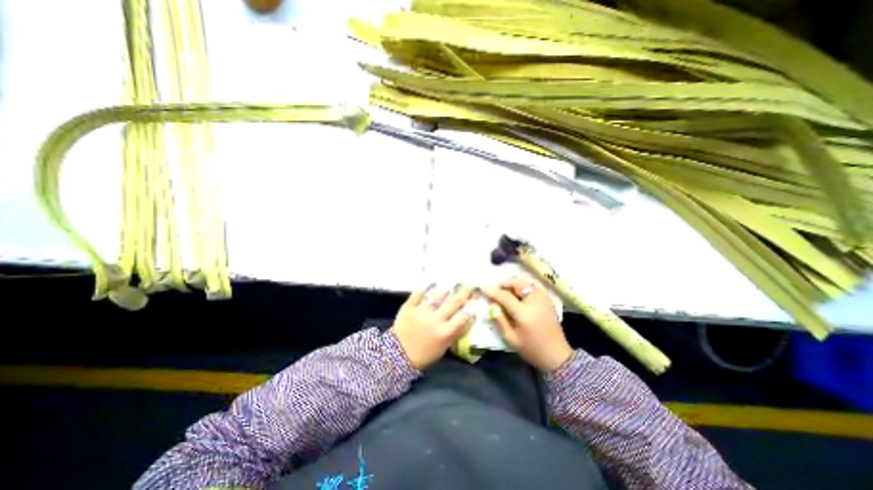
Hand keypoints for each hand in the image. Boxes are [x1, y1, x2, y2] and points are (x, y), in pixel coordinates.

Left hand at [391, 286, 474, 368]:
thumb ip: (454, 333)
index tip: (475, 301)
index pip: (463, 317)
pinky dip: (425, 287)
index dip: (471, 308)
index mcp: (445, 333)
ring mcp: (421, 312)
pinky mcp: (409, 307)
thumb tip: (465, 319)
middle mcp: (435, 320)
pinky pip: (418, 293)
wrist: (396, 356)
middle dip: (464, 293)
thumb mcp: (443, 348)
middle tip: (469, 286)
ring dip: (445, 290)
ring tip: (450, 285)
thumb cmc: (423, 355)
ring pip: (437, 295)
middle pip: (453, 303)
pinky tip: (431, 282)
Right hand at [481, 278, 578, 372]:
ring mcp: (543, 298)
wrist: (557, 355)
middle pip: (517, 283)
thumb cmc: (532, 349)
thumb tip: (492, 305)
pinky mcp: (548, 299)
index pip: (505, 296)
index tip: (484, 287)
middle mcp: (535, 301)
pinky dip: (524, 285)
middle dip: (504, 283)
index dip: (493, 291)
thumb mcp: (511, 339)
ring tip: (506, 289)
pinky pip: (533, 285)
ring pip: (526, 282)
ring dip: (514, 283)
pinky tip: (518, 291)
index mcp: (524, 313)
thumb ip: (499, 321)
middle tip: (496, 288)